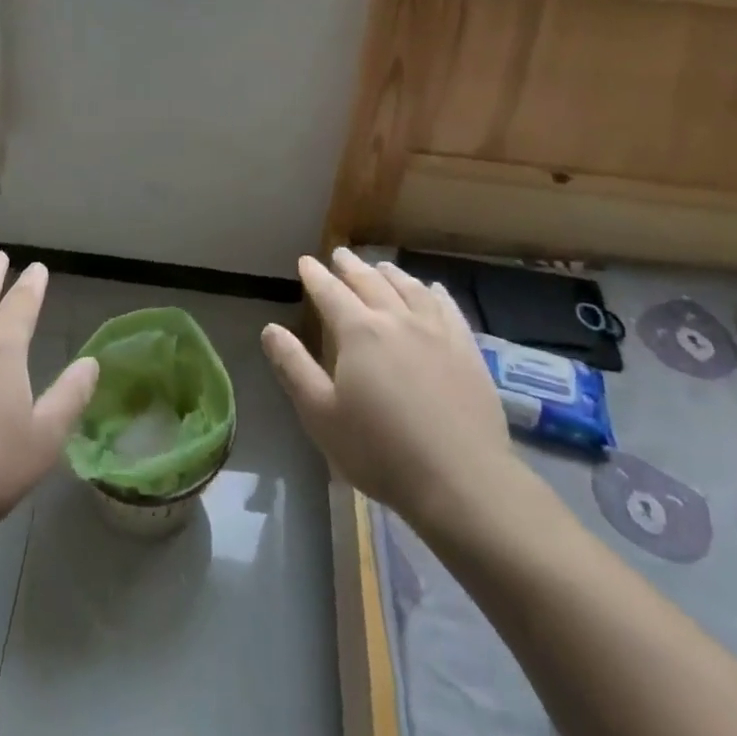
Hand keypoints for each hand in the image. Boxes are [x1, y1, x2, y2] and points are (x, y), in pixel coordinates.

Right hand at [262, 248, 525, 535]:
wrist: (462, 480)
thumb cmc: (381, 451)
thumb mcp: (321, 415)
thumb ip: (293, 367)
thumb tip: (270, 328)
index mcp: (358, 332)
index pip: (330, 292)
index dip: (315, 275)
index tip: (306, 261)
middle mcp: (396, 319)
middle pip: (369, 281)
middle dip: (350, 266)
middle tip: (340, 254)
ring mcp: (436, 331)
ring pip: (409, 288)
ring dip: (389, 273)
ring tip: (380, 266)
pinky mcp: (466, 349)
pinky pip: (447, 307)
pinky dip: (433, 292)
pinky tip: (431, 288)